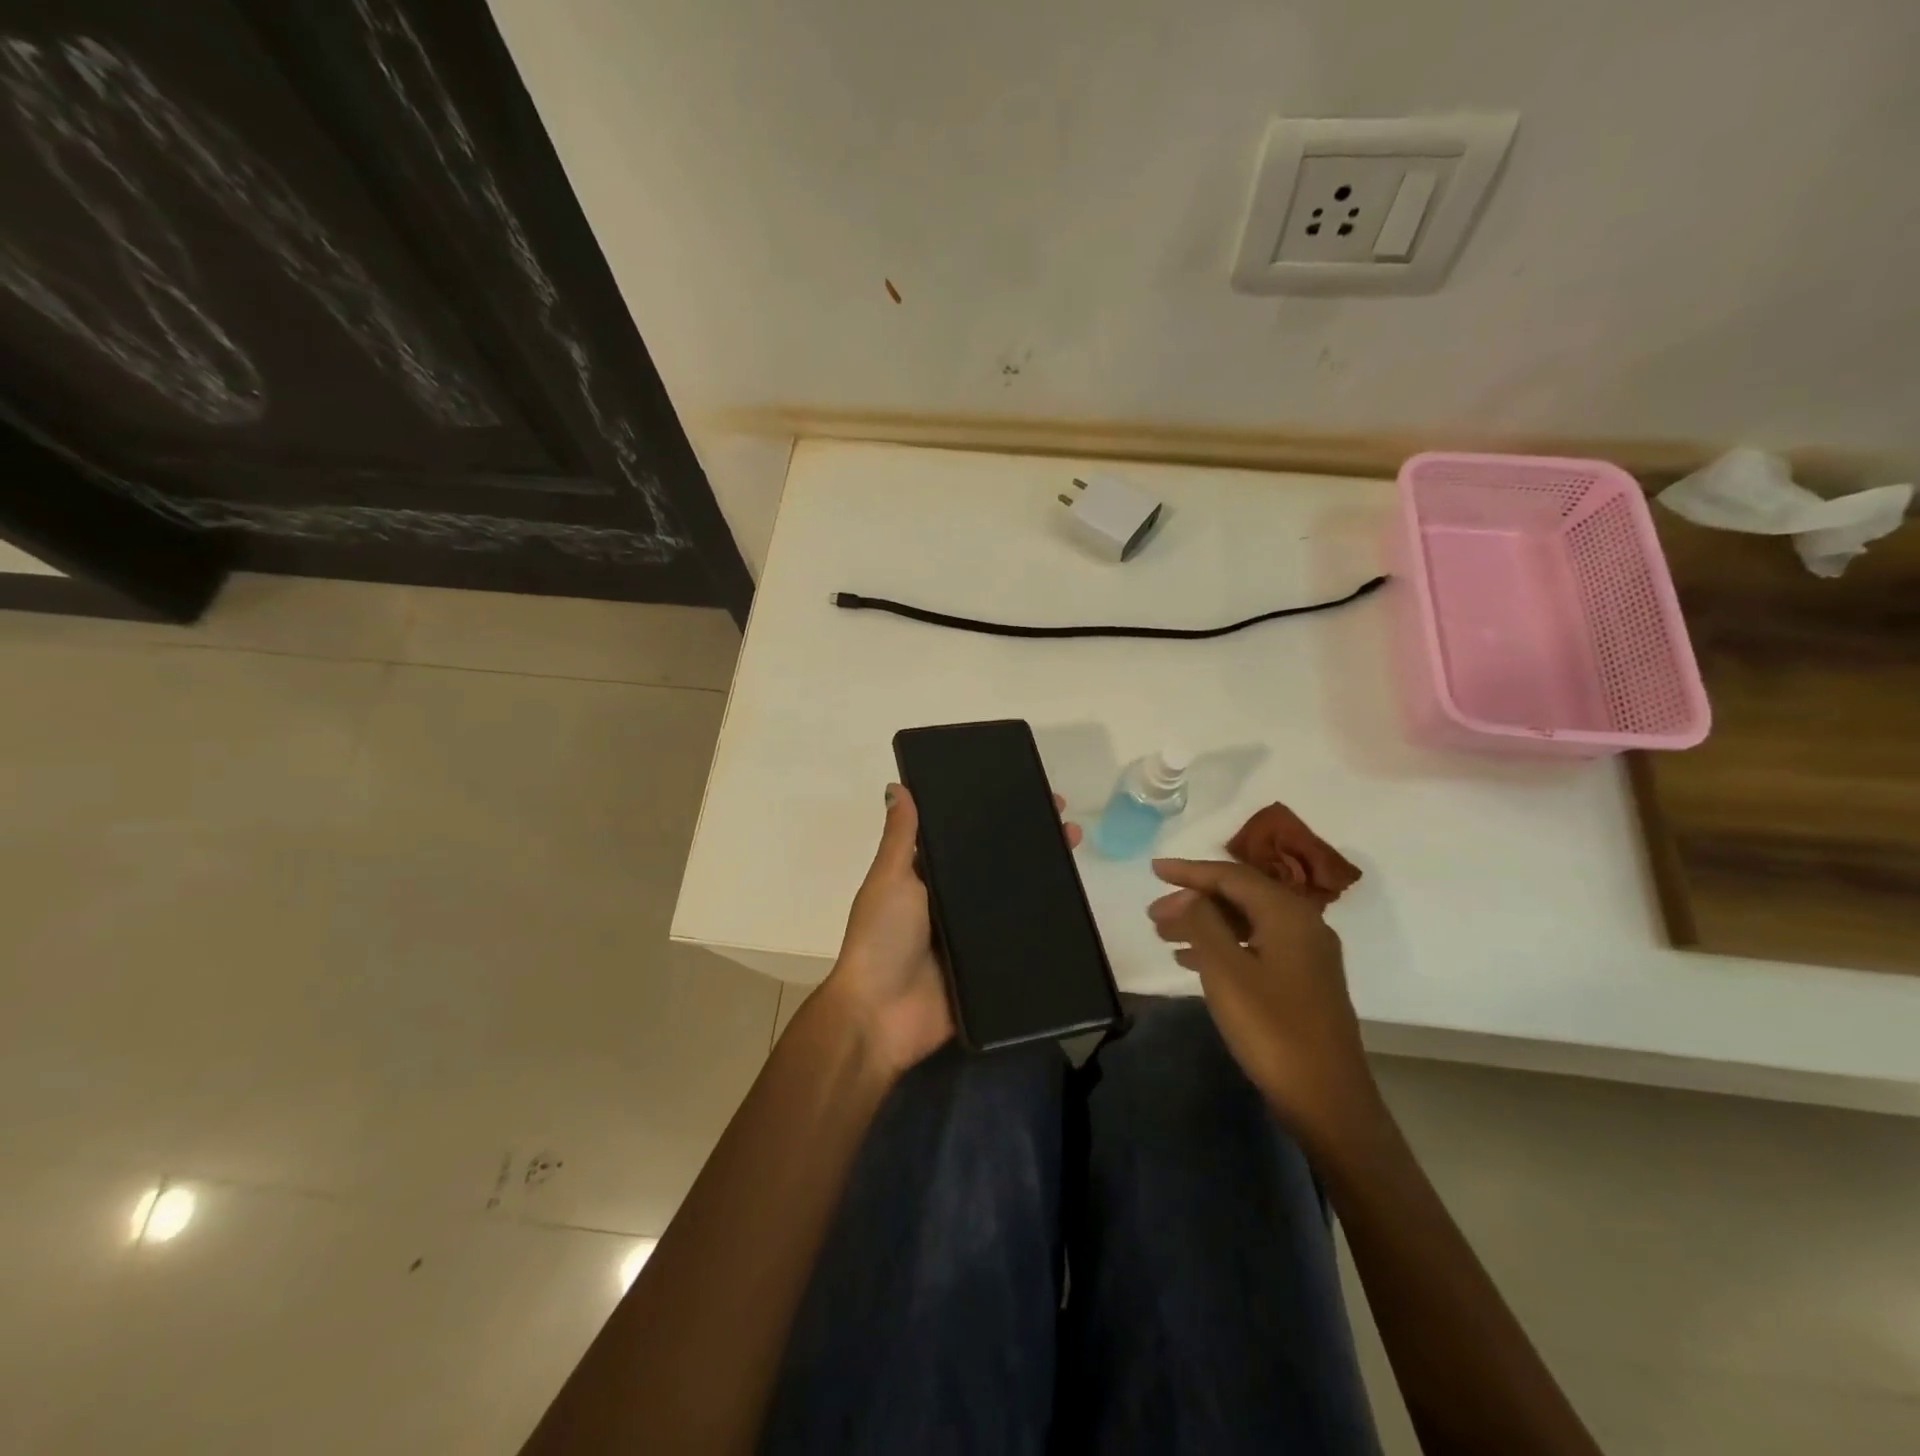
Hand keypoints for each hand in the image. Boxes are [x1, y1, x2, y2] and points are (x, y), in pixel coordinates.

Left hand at [821, 783, 1079, 1078]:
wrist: (882, 1015)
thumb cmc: (882, 937)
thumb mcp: (890, 878)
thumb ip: (900, 837)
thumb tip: (896, 786)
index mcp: (926, 878)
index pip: (964, 839)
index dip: (991, 817)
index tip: (1022, 793)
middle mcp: (951, 902)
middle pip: (995, 867)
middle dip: (1026, 842)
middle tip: (1063, 820)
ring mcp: (972, 935)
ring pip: (1013, 899)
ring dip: (1042, 876)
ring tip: (1074, 847)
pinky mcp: (989, 966)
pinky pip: (1019, 939)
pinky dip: (1042, 923)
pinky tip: (1074, 903)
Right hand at [1148, 858, 1377, 1142]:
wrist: (1328, 1100)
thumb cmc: (1272, 1029)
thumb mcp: (1226, 971)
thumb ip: (1202, 922)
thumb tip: (1188, 894)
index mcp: (1287, 913)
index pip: (1231, 876)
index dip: (1189, 871)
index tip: (1153, 870)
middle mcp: (1302, 924)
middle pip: (1240, 896)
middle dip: (1193, 900)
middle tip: (1153, 915)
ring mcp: (1306, 955)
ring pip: (1246, 923)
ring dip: (1204, 924)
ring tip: (1164, 936)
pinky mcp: (1303, 982)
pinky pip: (1255, 947)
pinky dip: (1221, 946)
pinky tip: (1191, 962)